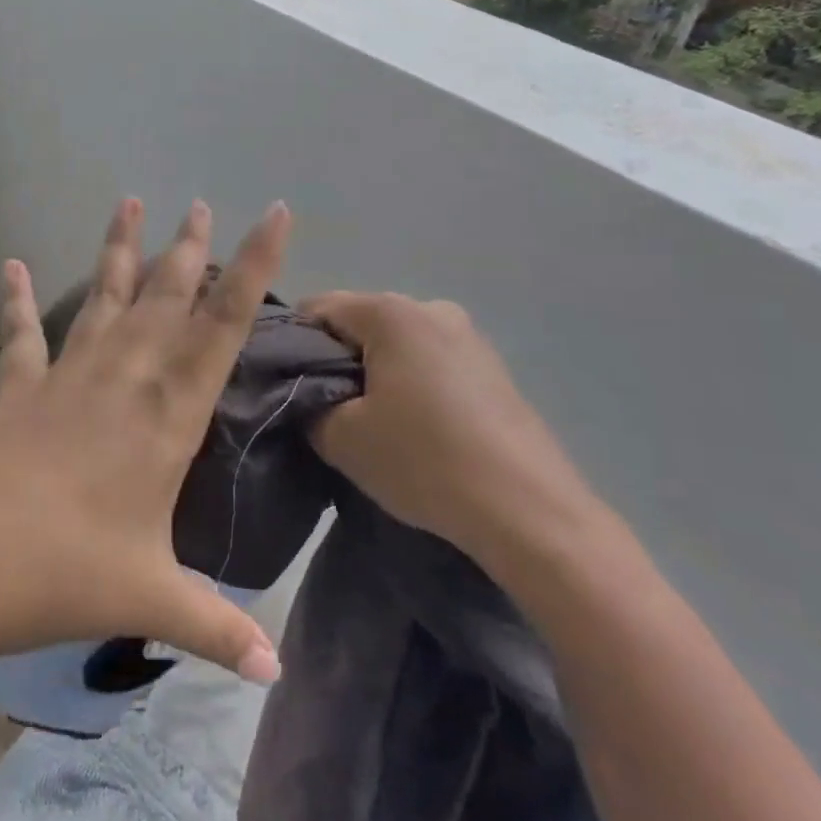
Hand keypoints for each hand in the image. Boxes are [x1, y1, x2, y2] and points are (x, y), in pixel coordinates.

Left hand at [0, 198, 290, 687]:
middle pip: (166, 296)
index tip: (275, 215)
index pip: (224, 324)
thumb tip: (274, 674)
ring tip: (129, 201)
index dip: (255, 266)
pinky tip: (12, 264)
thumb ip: (215, 629)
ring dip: (119, 250)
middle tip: (202, 203)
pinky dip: (17, 299)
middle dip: (189, 248)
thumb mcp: (149, 600)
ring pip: (103, 297)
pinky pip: (23, 333)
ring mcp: (68, 374)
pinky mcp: (20, 386)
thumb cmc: (64, 572)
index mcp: (166, 413)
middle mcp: (124, 376)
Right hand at [300, 293, 608, 575]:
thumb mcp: (342, 438)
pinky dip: (409, 384)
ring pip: (394, 344)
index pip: (316, 308)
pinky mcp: (491, 367)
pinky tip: (416, 430)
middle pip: (358, 323)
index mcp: (390, 311)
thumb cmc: (425, 461)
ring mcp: (468, 336)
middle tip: (329, 412)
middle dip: (336, 360)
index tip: (289, 388)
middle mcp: (430, 307)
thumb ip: (307, 405)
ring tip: (375, 425)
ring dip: (374, 374)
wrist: (531, 513)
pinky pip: (428, 362)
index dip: (293, 345)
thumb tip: (307, 397)